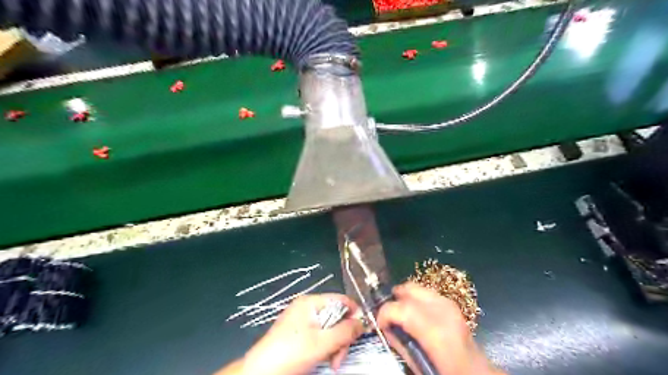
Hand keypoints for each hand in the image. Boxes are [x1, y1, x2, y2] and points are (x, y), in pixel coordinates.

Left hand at [241, 295, 364, 373]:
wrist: (260, 372)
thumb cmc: (292, 352)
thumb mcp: (323, 342)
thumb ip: (345, 331)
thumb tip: (363, 323)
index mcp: (311, 302)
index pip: (341, 300)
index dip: (354, 314)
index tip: (361, 331)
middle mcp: (307, 308)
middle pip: (336, 316)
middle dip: (343, 336)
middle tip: (341, 356)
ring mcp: (301, 321)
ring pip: (329, 328)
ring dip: (336, 345)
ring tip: (334, 363)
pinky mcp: (298, 334)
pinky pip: (320, 336)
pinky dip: (325, 348)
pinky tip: (325, 361)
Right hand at [378, 281, 502, 374]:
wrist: (477, 373)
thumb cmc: (447, 373)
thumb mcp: (419, 366)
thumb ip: (400, 344)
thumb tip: (386, 328)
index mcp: (436, 331)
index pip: (402, 308)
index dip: (384, 313)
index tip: (379, 324)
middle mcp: (443, 311)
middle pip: (409, 289)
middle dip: (394, 299)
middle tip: (388, 316)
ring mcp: (450, 304)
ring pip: (417, 287)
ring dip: (404, 297)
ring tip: (400, 314)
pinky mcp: (452, 303)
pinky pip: (426, 292)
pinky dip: (415, 298)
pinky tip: (415, 313)